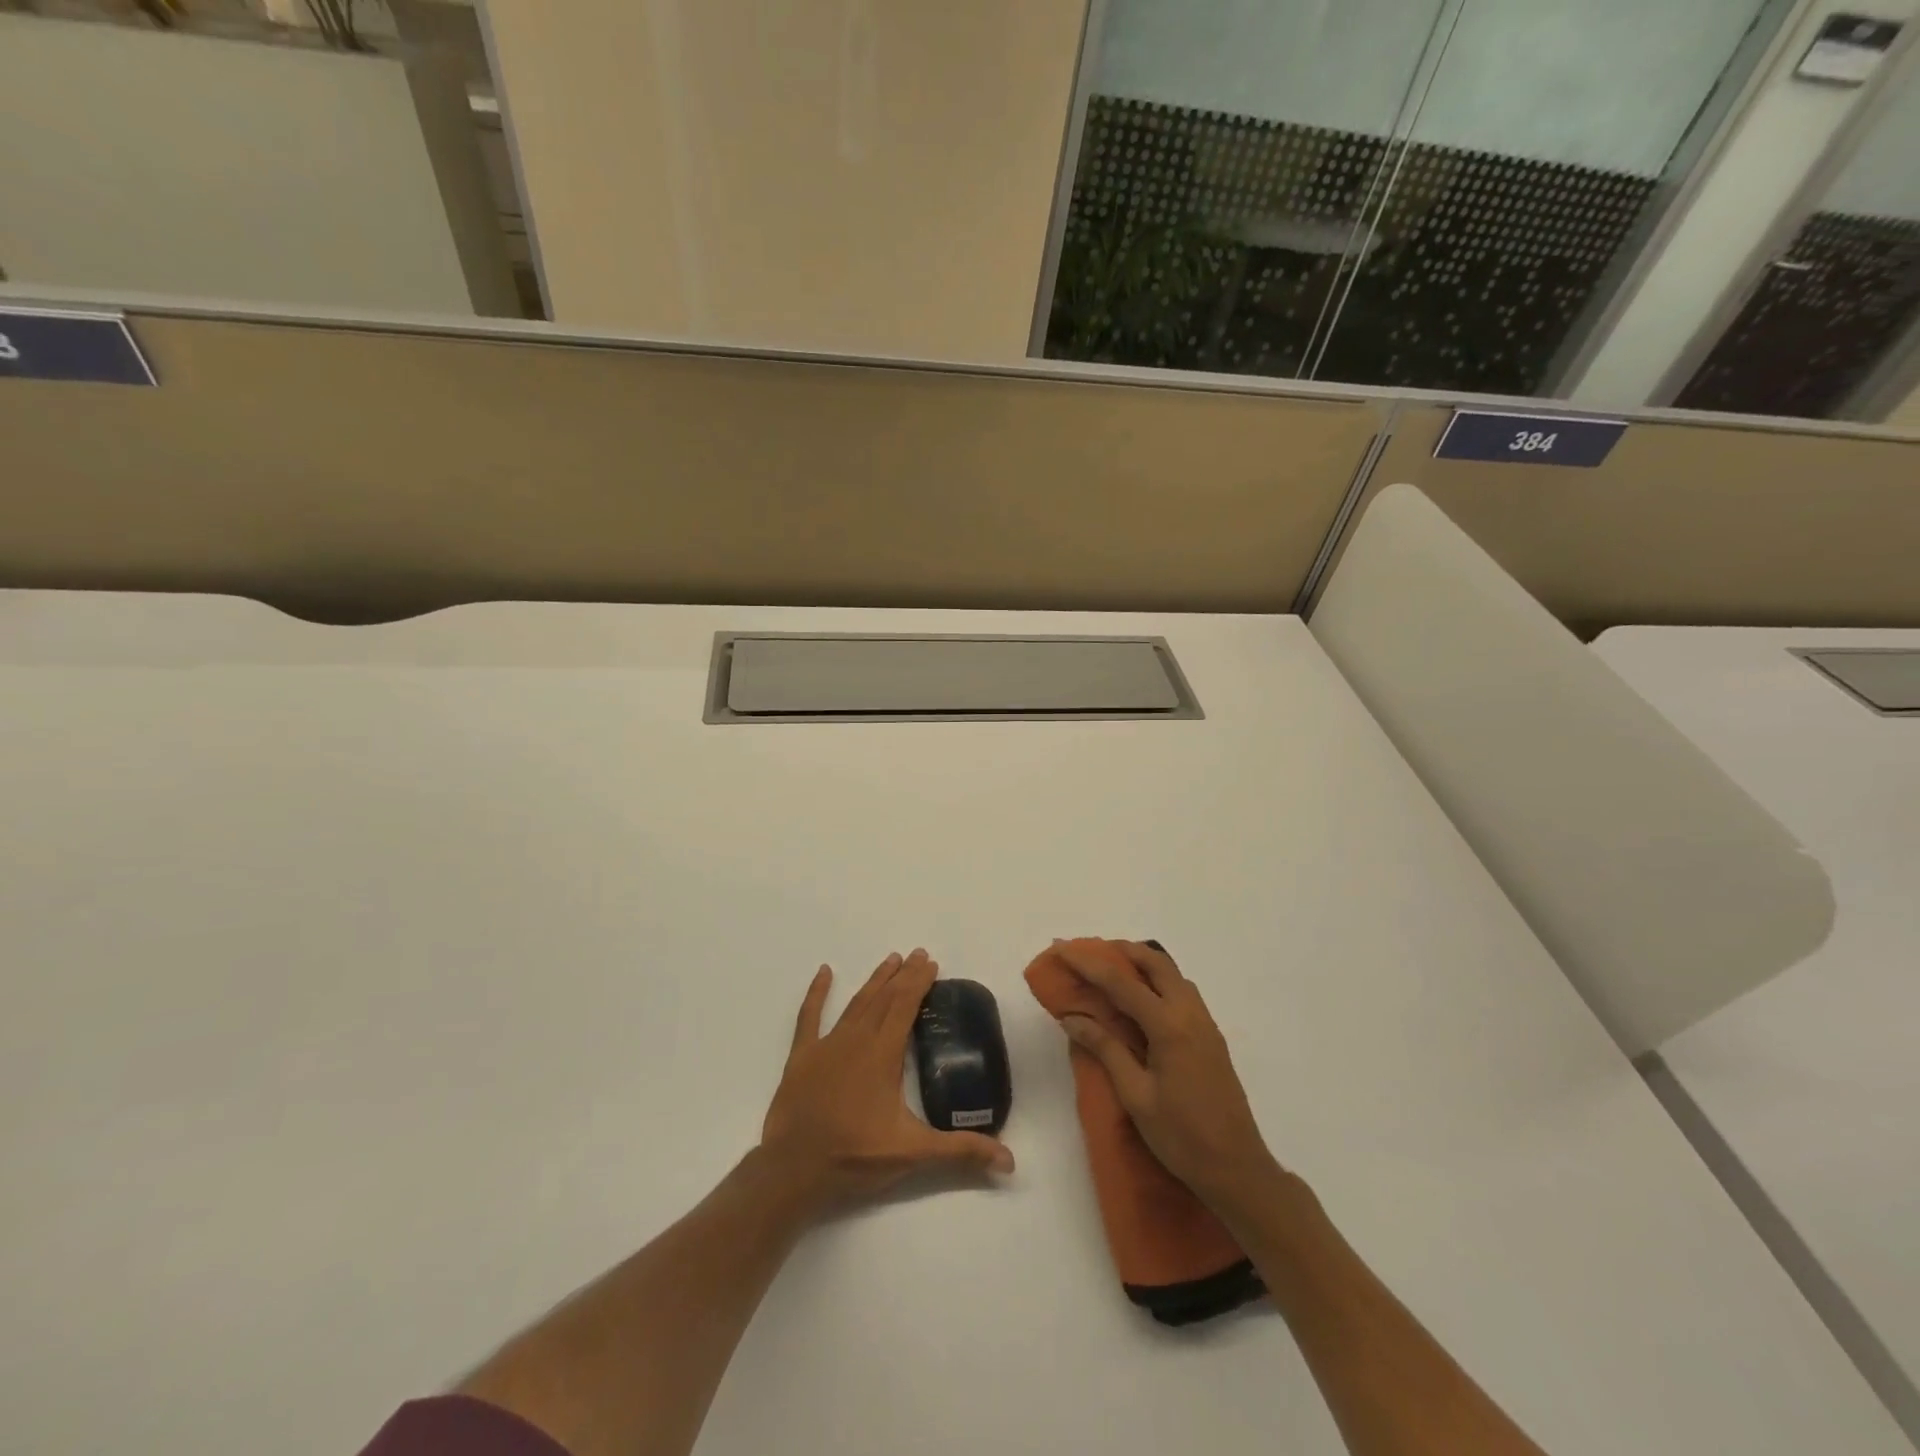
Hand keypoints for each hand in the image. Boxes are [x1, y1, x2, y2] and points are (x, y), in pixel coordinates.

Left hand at [760, 949, 1014, 1215]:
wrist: (793, 1170)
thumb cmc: (855, 1156)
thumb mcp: (914, 1153)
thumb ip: (961, 1151)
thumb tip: (1009, 1160)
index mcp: (883, 1054)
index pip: (905, 1006)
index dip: (919, 982)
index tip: (931, 963)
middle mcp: (857, 1039)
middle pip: (884, 998)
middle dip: (903, 975)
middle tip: (917, 954)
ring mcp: (827, 1045)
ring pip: (856, 1003)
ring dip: (874, 981)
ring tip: (890, 960)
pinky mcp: (802, 1056)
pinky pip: (809, 1017)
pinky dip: (817, 993)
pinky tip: (824, 972)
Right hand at [1055, 941, 1280, 1216]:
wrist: (1237, 1170)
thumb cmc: (1181, 1137)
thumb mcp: (1136, 1095)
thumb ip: (1106, 1049)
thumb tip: (1072, 1018)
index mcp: (1169, 1026)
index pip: (1121, 982)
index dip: (1088, 963)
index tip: (1062, 949)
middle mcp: (1190, 1014)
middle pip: (1155, 963)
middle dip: (1122, 951)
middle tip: (1090, 953)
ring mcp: (1205, 1024)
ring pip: (1173, 975)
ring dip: (1142, 964)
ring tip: (1112, 971)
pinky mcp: (1211, 1037)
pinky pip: (1182, 993)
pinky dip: (1158, 982)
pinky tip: (1141, 1001)